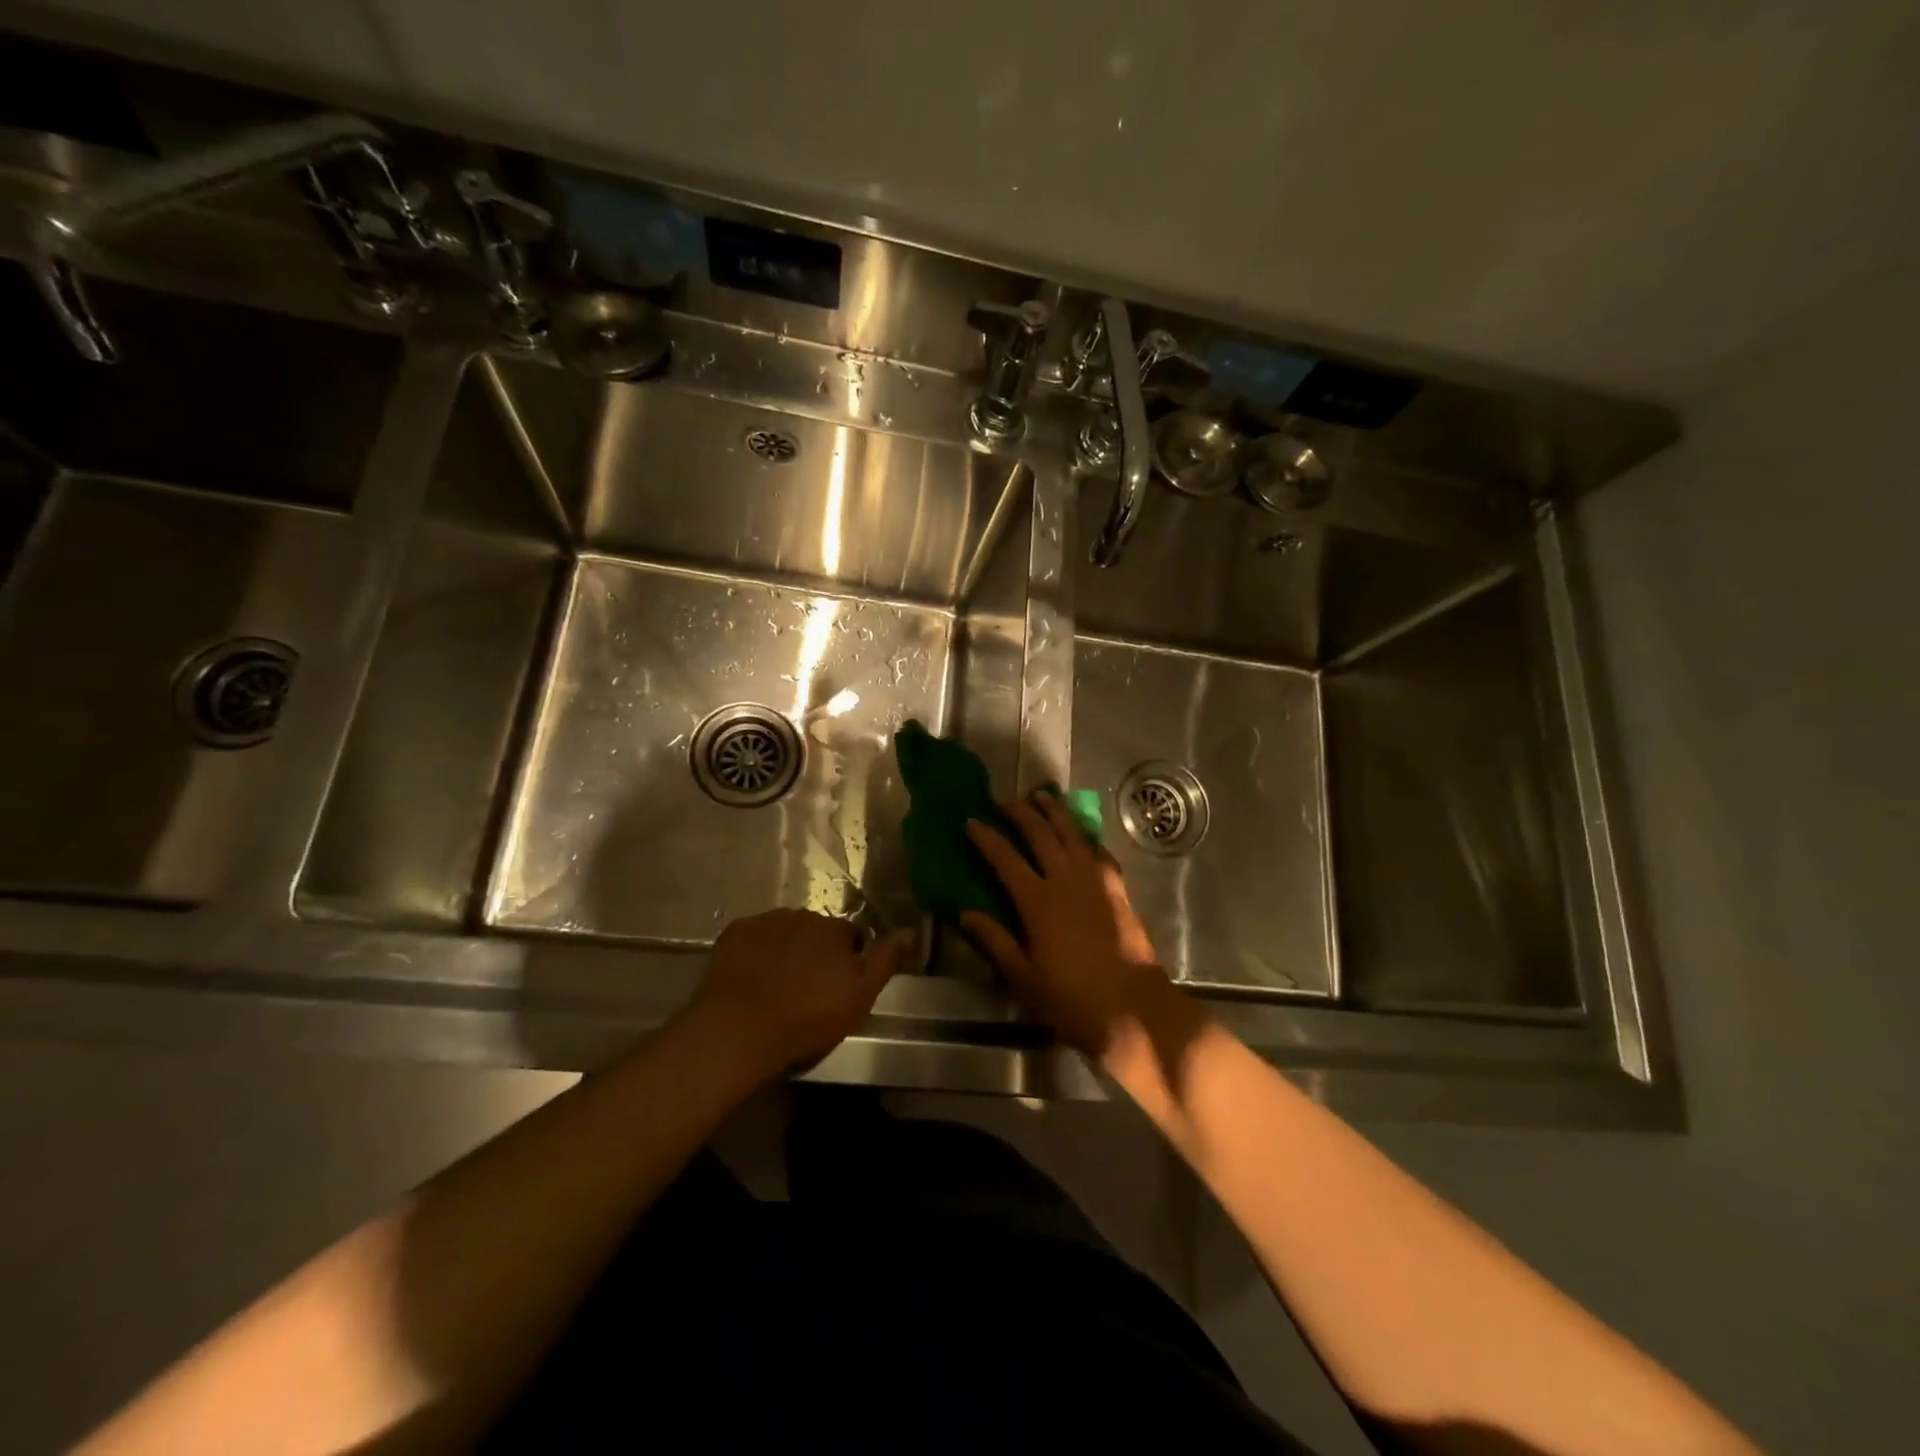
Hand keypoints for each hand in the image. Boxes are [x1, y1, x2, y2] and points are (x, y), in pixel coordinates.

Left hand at [688, 909, 913, 1077]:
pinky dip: (756, 953)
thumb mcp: (860, 995)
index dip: (849, 959)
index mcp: (834, 929)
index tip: (840, 986)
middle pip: (816, 931)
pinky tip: (751, 979)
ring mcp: (765, 921)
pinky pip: (753, 938)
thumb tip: (910, 931)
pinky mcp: (734, 932)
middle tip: (808, 989)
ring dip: (786, 950)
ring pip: (784, 932)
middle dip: (816, 952)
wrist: (740, 1027)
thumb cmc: (808, 1015)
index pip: (851, 936)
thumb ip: (886, 960)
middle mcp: (802, 915)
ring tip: (778, 986)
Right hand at [963, 795, 1172, 1056]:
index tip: (971, 820)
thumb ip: (995, 940)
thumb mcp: (1023, 977)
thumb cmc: (1070, 999)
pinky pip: (1099, 852)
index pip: (1005, 858)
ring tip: (1043, 797)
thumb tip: (965, 913)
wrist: (1132, 1008)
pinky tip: (1083, 835)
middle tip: (1004, 801)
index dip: (986, 837)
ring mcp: (1095, 881)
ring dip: (1056, 812)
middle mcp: (1066, 880)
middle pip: (1040, 834)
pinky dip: (1087, 837)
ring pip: (1073, 833)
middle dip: (1020, 813)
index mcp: (1037, 901)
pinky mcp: (1117, 889)